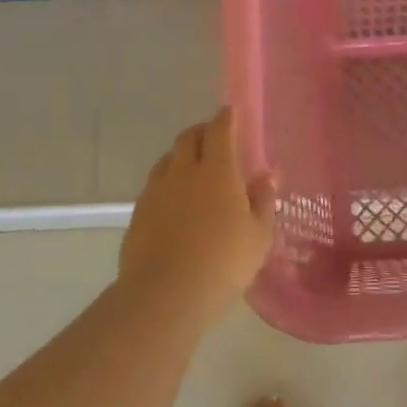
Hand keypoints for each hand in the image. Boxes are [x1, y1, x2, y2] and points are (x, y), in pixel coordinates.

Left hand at [119, 107, 276, 314]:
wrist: (166, 295)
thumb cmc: (224, 263)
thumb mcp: (259, 235)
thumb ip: (263, 200)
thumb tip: (268, 173)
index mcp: (217, 172)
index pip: (220, 131)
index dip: (226, 118)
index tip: (230, 111)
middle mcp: (183, 173)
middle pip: (188, 138)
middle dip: (202, 131)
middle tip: (214, 137)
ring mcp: (156, 192)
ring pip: (167, 160)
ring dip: (181, 155)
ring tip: (193, 167)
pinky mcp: (138, 214)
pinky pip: (154, 185)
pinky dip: (167, 181)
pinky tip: (175, 201)